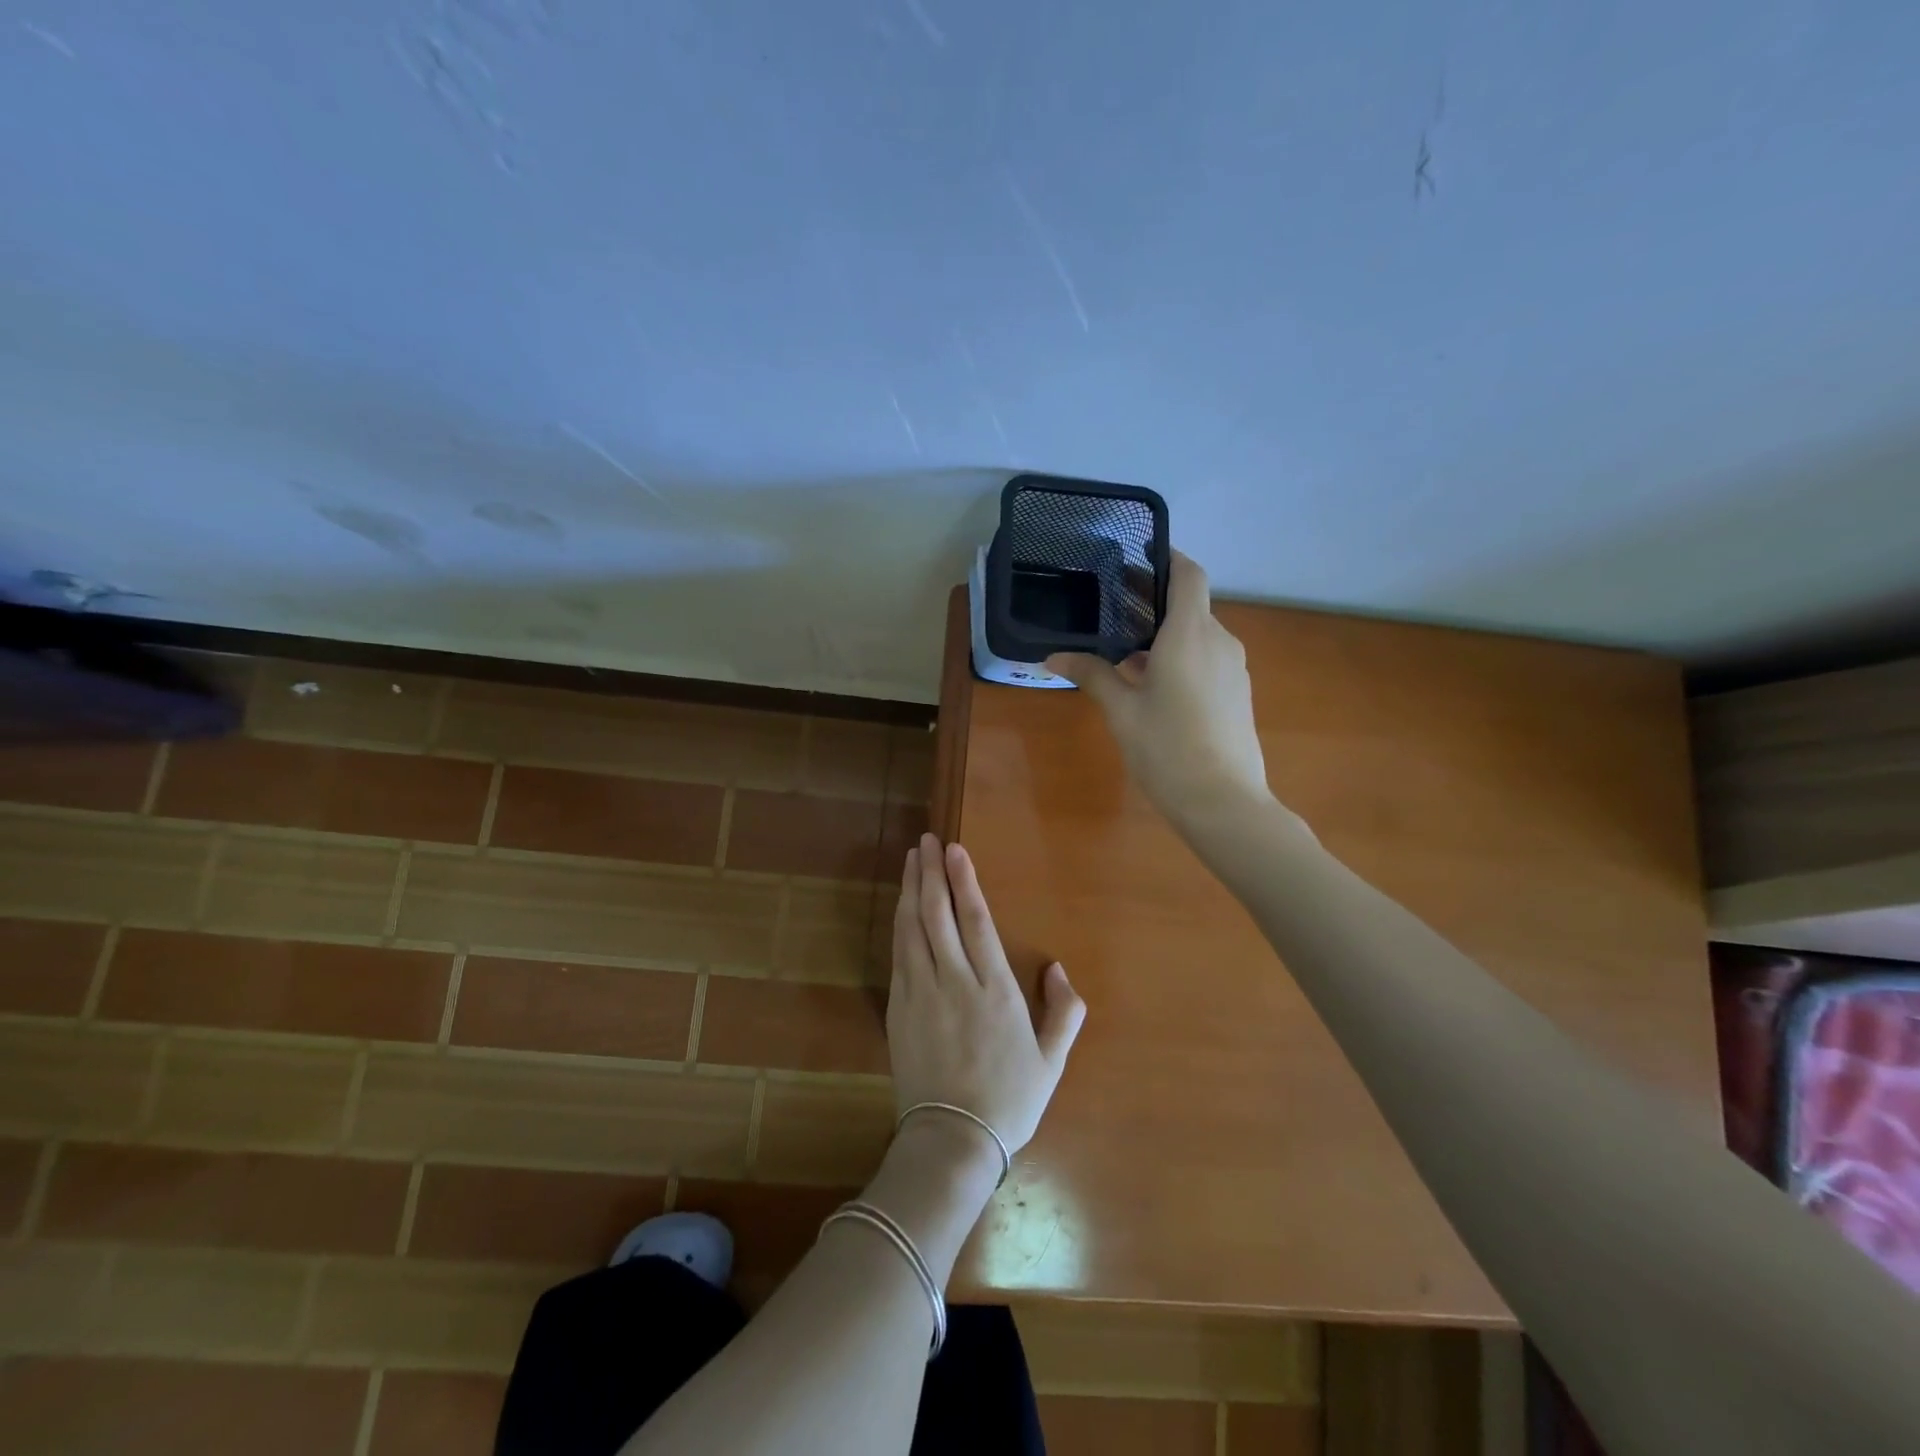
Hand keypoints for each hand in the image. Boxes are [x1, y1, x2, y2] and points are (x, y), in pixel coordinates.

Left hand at [887, 833, 1086, 1155]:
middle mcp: (955, 981)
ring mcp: (920, 993)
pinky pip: (898, 953)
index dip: (964, 880)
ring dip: (912, 889)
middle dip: (932, 873)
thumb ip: (1064, 1010)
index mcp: (995, 990)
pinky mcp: (898, 1008)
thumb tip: (1057, 967)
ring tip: (912, 860)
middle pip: (938, 914)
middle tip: (927, 841)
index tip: (954, 849)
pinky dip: (899, 922)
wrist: (951, 1141)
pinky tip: (902, 906)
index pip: (975, 920)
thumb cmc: (1009, 1100)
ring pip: (912, 928)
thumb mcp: (1052, 1060)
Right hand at [1046, 551, 1270, 822]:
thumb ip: (1092, 676)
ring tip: (1126, 651)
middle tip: (1114, 608)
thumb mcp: (1122, 711)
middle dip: (1155, 602)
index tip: (1139, 556)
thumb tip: (1053, 657)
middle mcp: (1218, 641)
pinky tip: (1155, 683)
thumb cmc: (1167, 749)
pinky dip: (1182, 656)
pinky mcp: (1238, 692)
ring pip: (1199, 634)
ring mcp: (1234, 667)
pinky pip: (1208, 658)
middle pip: (1191, 604)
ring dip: (1167, 634)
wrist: (1224, 802)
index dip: (1167, 558)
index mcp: (1190, 634)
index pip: (1188, 574)